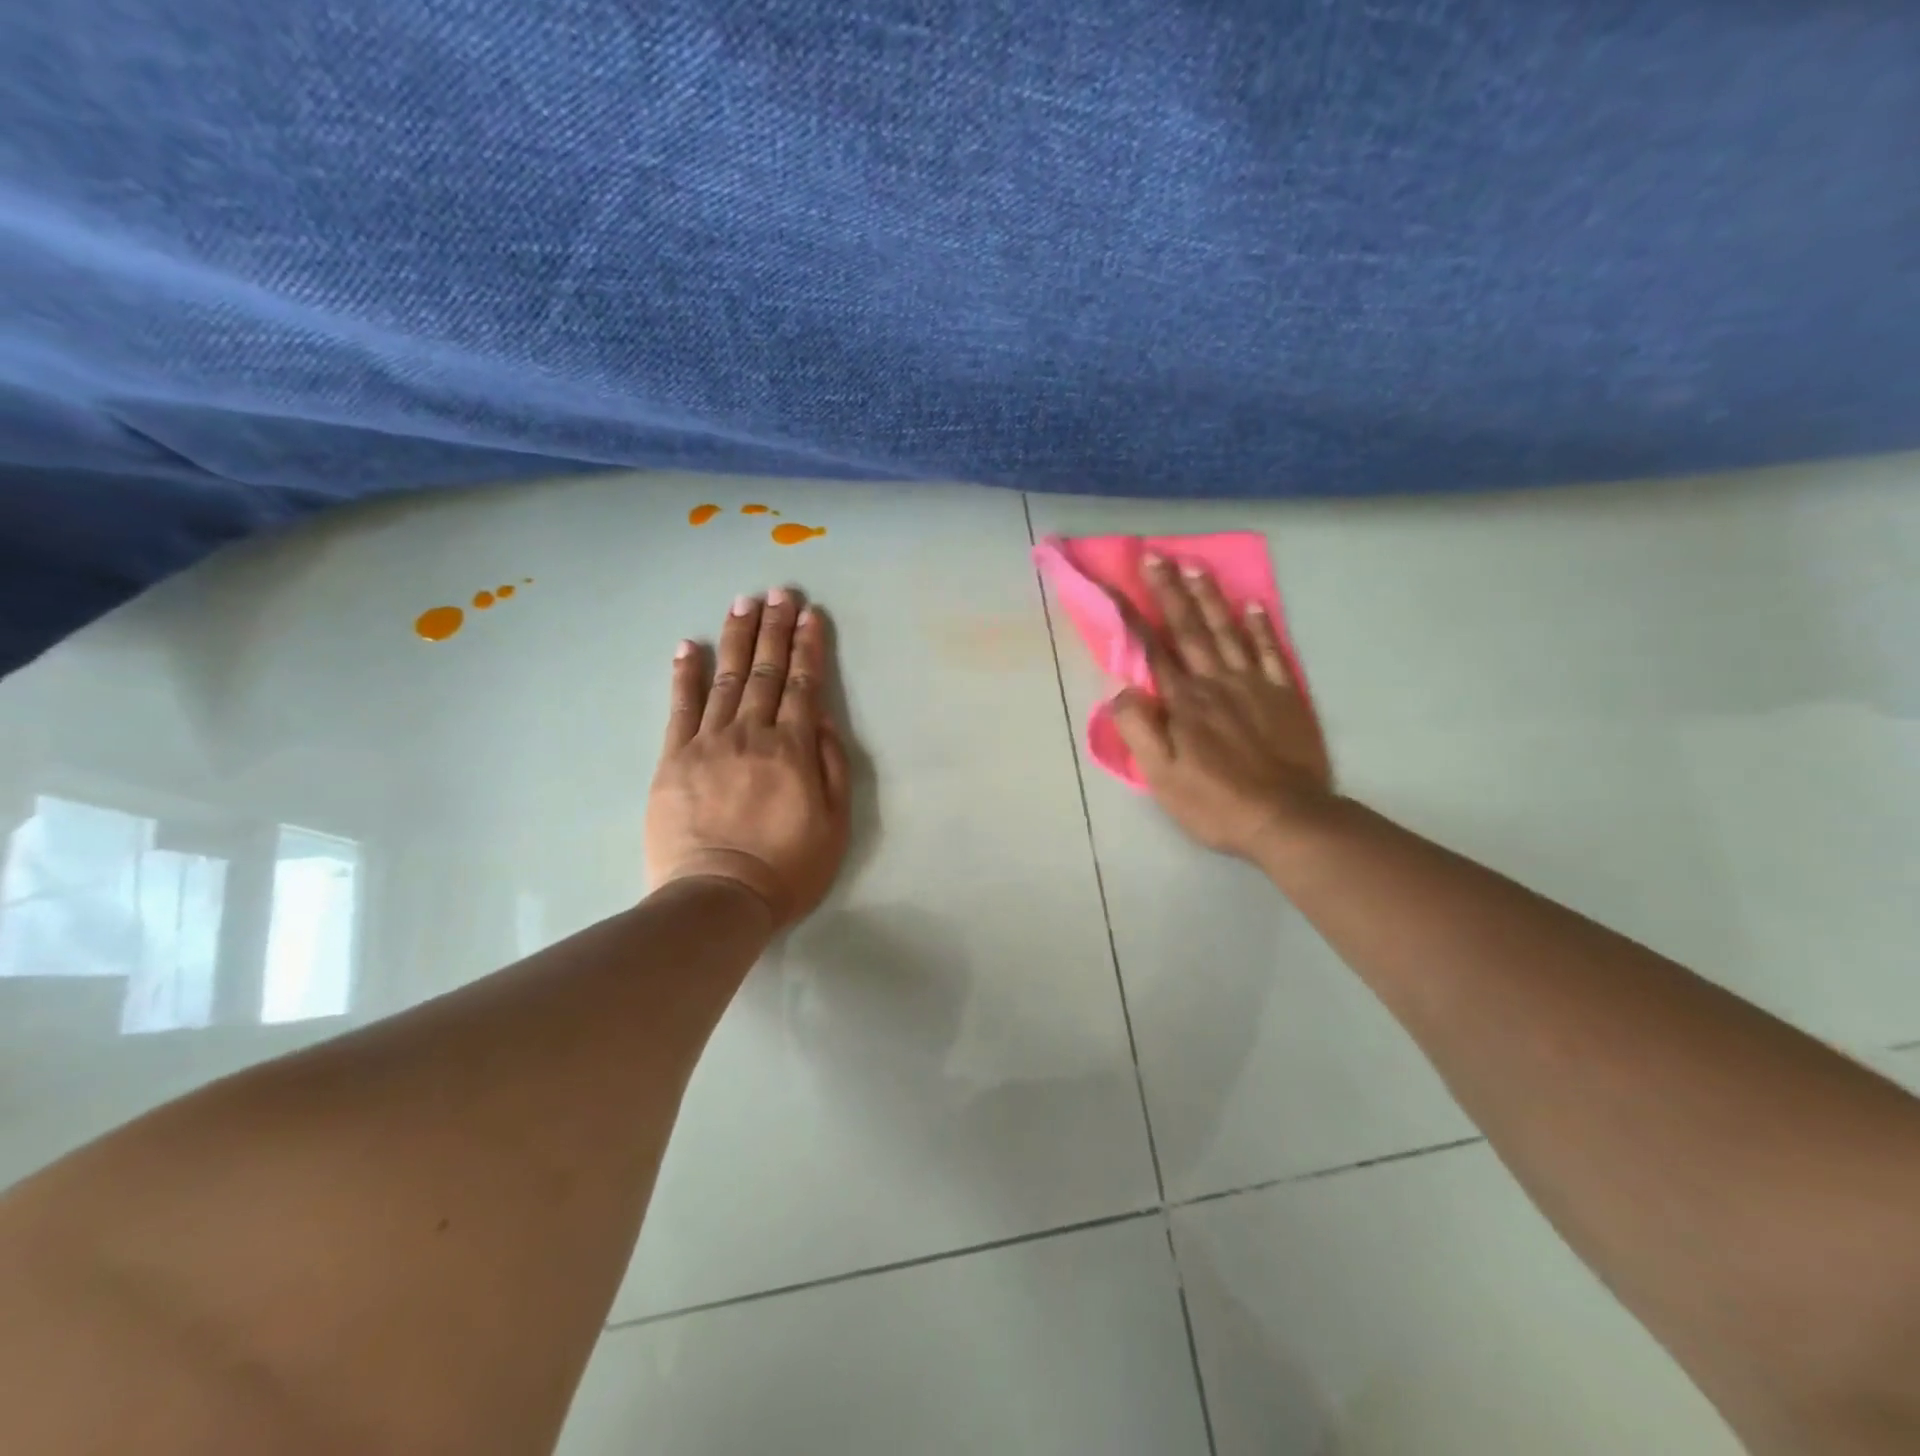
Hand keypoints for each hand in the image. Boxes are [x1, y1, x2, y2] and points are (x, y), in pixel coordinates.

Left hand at [646, 589, 851, 927]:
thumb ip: (832, 766)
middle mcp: (752, 734)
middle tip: (779, 592)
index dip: (808, 647)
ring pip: (727, 678)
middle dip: (775, 628)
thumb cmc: (787, 868)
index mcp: (793, 750)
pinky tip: (690, 646)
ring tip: (743, 603)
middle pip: (766, 672)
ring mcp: (709, 743)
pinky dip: (686, 674)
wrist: (718, 897)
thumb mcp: (835, 825)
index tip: (811, 614)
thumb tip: (823, 718)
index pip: (804, 685)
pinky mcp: (674, 758)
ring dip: (737, 638)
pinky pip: (681, 707)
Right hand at [1110, 555, 1334, 860]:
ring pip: (1228, 631)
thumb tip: (1121, 688)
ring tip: (1196, 566)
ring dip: (1210, 597)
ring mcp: (1254, 685)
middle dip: (1170, 590)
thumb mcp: (1161, 776)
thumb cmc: (1214, 803)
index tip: (1114, 583)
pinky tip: (1254, 605)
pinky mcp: (1284, 696)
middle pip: (1189, 629)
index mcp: (1183, 702)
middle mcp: (1215, 682)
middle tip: (1157, 555)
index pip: (1151, 650)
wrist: (1286, 819)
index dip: (1130, 616)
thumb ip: (1139, 729)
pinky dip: (1262, 627)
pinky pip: (1272, 652)